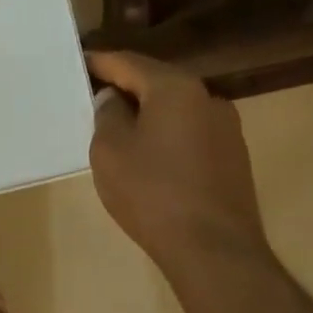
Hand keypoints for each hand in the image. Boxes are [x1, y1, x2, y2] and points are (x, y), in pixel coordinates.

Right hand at [87, 52, 269, 274]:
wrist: (214, 250)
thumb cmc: (152, 193)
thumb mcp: (110, 151)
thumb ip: (107, 115)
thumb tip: (114, 99)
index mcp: (175, 88)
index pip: (128, 62)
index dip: (99, 62)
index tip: (78, 63)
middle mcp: (207, 97)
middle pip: (156, 81)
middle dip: (125, 85)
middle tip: (93, 94)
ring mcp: (226, 127)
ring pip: (176, 108)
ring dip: (148, 111)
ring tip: (119, 126)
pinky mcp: (233, 157)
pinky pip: (191, 131)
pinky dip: (167, 133)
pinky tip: (150, 154)